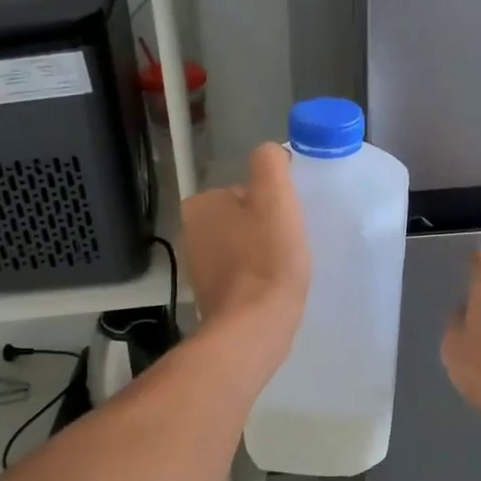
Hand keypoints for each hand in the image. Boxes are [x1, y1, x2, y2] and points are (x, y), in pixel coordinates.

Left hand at [181, 143, 310, 362]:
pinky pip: (242, 275)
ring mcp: (198, 268)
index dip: (272, 203)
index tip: (288, 221)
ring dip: (264, 254)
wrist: (255, 326)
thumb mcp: (275, 196)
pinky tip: (273, 289)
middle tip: (289, 245)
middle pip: (244, 218)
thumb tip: (272, 154)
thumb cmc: (267, 258)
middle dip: (266, 228)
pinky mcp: (211, 297)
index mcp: (200, 205)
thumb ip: (270, 163)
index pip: (246, 190)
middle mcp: (191, 233)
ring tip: (284, 269)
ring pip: (243, 247)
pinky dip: (258, 278)